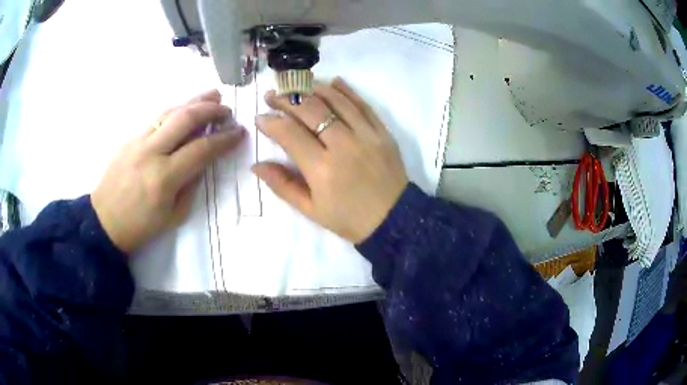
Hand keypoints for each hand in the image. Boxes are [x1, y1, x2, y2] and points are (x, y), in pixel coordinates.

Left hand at [92, 90, 244, 253]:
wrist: (104, 221)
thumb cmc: (141, 226)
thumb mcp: (174, 215)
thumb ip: (190, 185)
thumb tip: (202, 161)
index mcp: (164, 178)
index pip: (201, 149)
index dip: (223, 139)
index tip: (239, 132)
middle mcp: (151, 152)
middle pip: (185, 118)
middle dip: (210, 109)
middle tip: (227, 109)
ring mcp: (137, 142)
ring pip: (169, 112)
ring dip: (193, 101)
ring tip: (212, 95)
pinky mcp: (129, 139)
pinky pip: (156, 120)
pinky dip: (175, 113)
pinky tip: (184, 112)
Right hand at [253, 78, 407, 242]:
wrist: (393, 220)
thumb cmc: (348, 219)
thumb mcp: (311, 210)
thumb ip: (282, 185)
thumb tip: (256, 165)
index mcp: (321, 169)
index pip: (289, 133)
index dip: (271, 122)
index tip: (260, 117)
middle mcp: (343, 145)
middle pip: (310, 110)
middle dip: (286, 99)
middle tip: (273, 95)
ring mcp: (366, 135)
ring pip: (336, 100)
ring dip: (313, 88)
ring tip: (297, 84)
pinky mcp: (382, 132)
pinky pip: (362, 104)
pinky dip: (346, 90)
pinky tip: (332, 81)